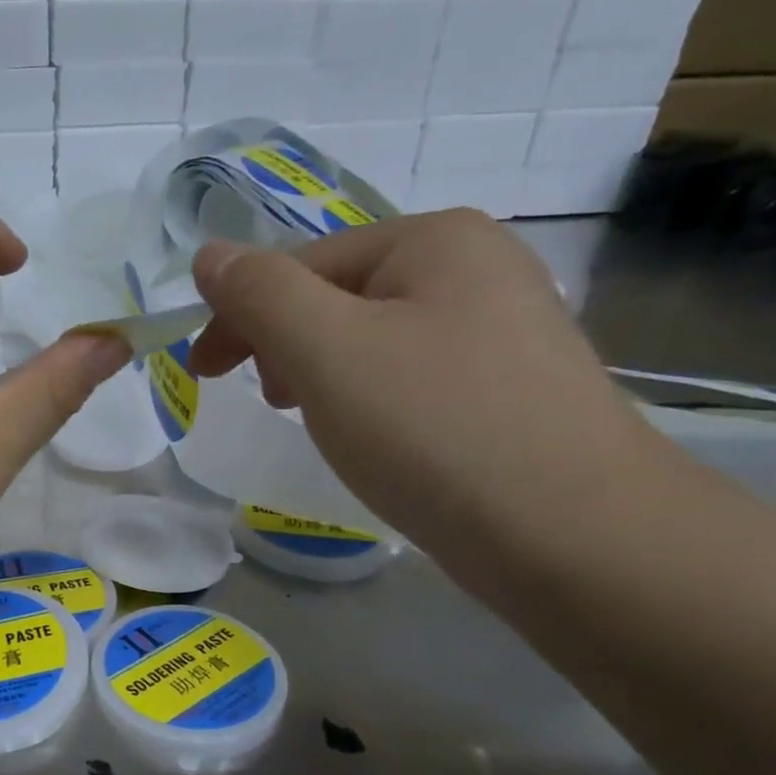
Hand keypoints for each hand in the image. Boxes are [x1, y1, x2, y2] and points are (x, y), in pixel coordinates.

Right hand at [189, 209, 666, 569]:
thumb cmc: (433, 428)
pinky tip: (375, 439)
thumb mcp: (325, 351)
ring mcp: (504, 330)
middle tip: (266, 402)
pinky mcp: (512, 390)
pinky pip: (413, 378)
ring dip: (323, 374)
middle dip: (284, 344)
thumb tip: (208, 254)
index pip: (301, 264)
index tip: (201, 375)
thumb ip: (259, 294)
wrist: (574, 535)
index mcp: (433, 240)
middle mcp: (477, 267)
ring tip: (316, 422)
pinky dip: (372, 400)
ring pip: (375, 341)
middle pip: (339, 297)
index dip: (240, 315)